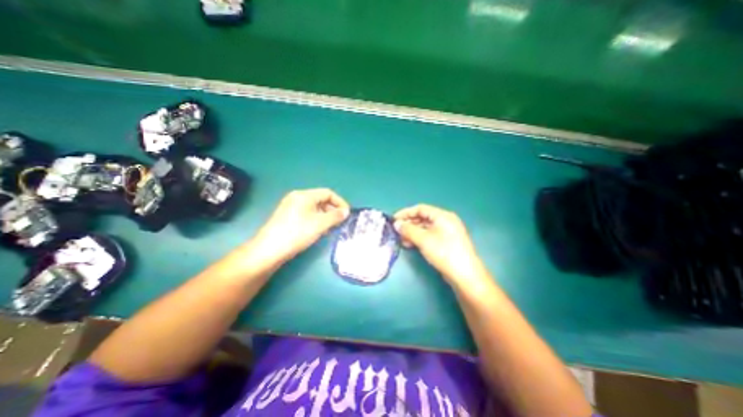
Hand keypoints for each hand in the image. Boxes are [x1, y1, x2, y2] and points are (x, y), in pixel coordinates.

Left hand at [252, 187, 351, 265]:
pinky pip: (306, 213)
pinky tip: (318, 230)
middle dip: (332, 210)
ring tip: (330, 228)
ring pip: (314, 207)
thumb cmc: (297, 233)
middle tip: (339, 222)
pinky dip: (316, 219)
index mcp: (305, 195)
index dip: (340, 202)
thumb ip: (335, 216)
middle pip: (320, 199)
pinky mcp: (287, 216)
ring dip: (325, 216)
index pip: (328, 193)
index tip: (347, 214)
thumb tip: (346, 211)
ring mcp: (290, 207)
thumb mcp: (320, 224)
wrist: (269, 250)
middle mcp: (297, 197)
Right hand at [395, 204, 487, 286]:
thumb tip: (396, 224)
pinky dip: (419, 238)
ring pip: (425, 228)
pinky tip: (410, 244)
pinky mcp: (446, 243)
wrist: (464, 275)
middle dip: (409, 224)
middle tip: (397, 231)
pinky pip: (429, 236)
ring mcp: (447, 232)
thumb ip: (408, 230)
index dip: (406, 213)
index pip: (421, 209)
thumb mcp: (424, 239)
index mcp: (442, 216)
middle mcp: (445, 221)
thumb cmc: (444, 252)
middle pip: (423, 218)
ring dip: (412, 232)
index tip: (394, 219)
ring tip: (401, 240)